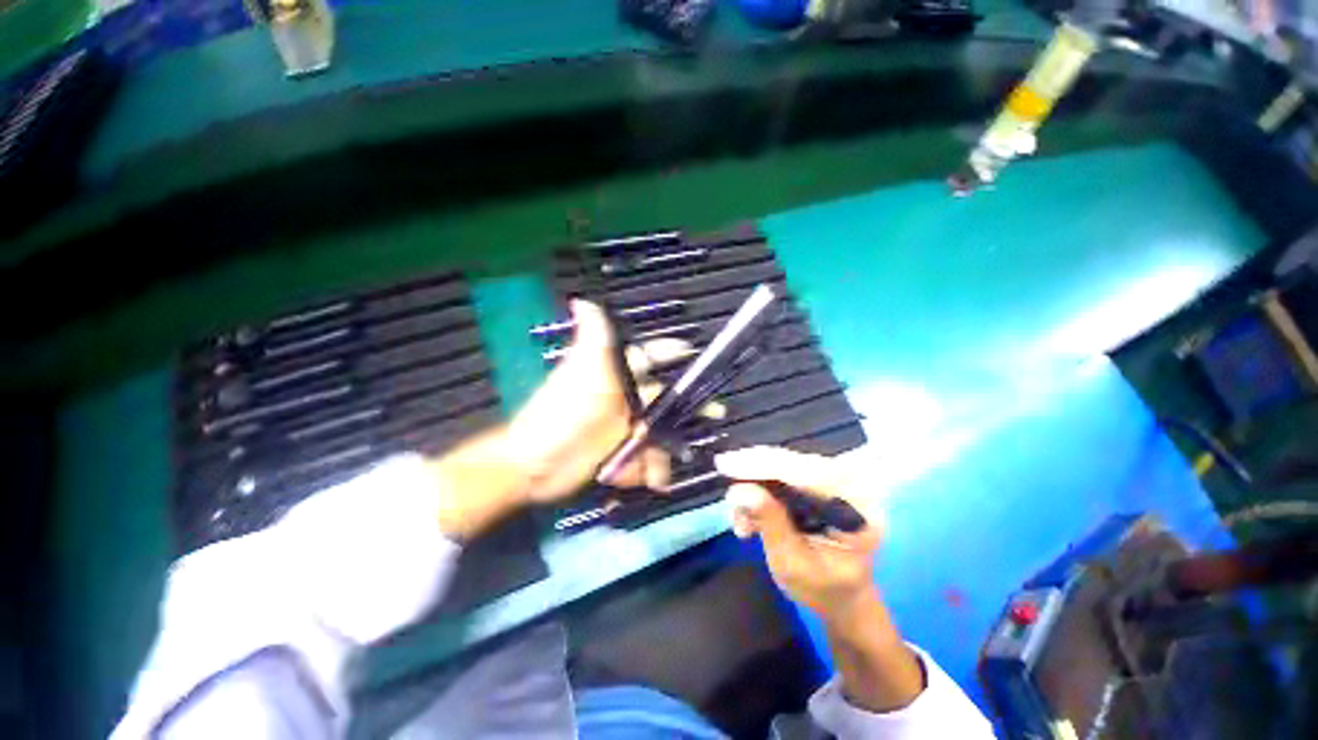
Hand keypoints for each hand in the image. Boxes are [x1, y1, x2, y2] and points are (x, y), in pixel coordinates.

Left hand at [431, 300, 688, 539]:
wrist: (535, 465)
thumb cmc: (565, 413)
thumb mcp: (582, 374)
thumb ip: (592, 339)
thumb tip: (582, 298)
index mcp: (618, 375)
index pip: (650, 357)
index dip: (671, 352)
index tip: (695, 351)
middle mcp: (624, 398)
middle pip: (664, 397)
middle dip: (689, 404)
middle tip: (717, 412)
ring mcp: (623, 428)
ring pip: (659, 432)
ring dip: (669, 448)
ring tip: (677, 461)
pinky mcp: (620, 453)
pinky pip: (645, 459)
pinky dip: (651, 470)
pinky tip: (654, 481)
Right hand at [714, 447, 883, 620]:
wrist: (841, 597)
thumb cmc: (823, 590)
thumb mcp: (792, 564)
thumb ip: (770, 523)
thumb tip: (740, 489)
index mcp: (859, 508)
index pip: (809, 474)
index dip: (765, 466)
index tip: (728, 464)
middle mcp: (851, 485)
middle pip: (794, 463)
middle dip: (754, 472)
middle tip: (724, 482)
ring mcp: (835, 482)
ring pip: (783, 465)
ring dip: (754, 485)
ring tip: (741, 523)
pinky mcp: (818, 482)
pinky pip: (782, 473)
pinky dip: (760, 490)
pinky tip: (749, 519)